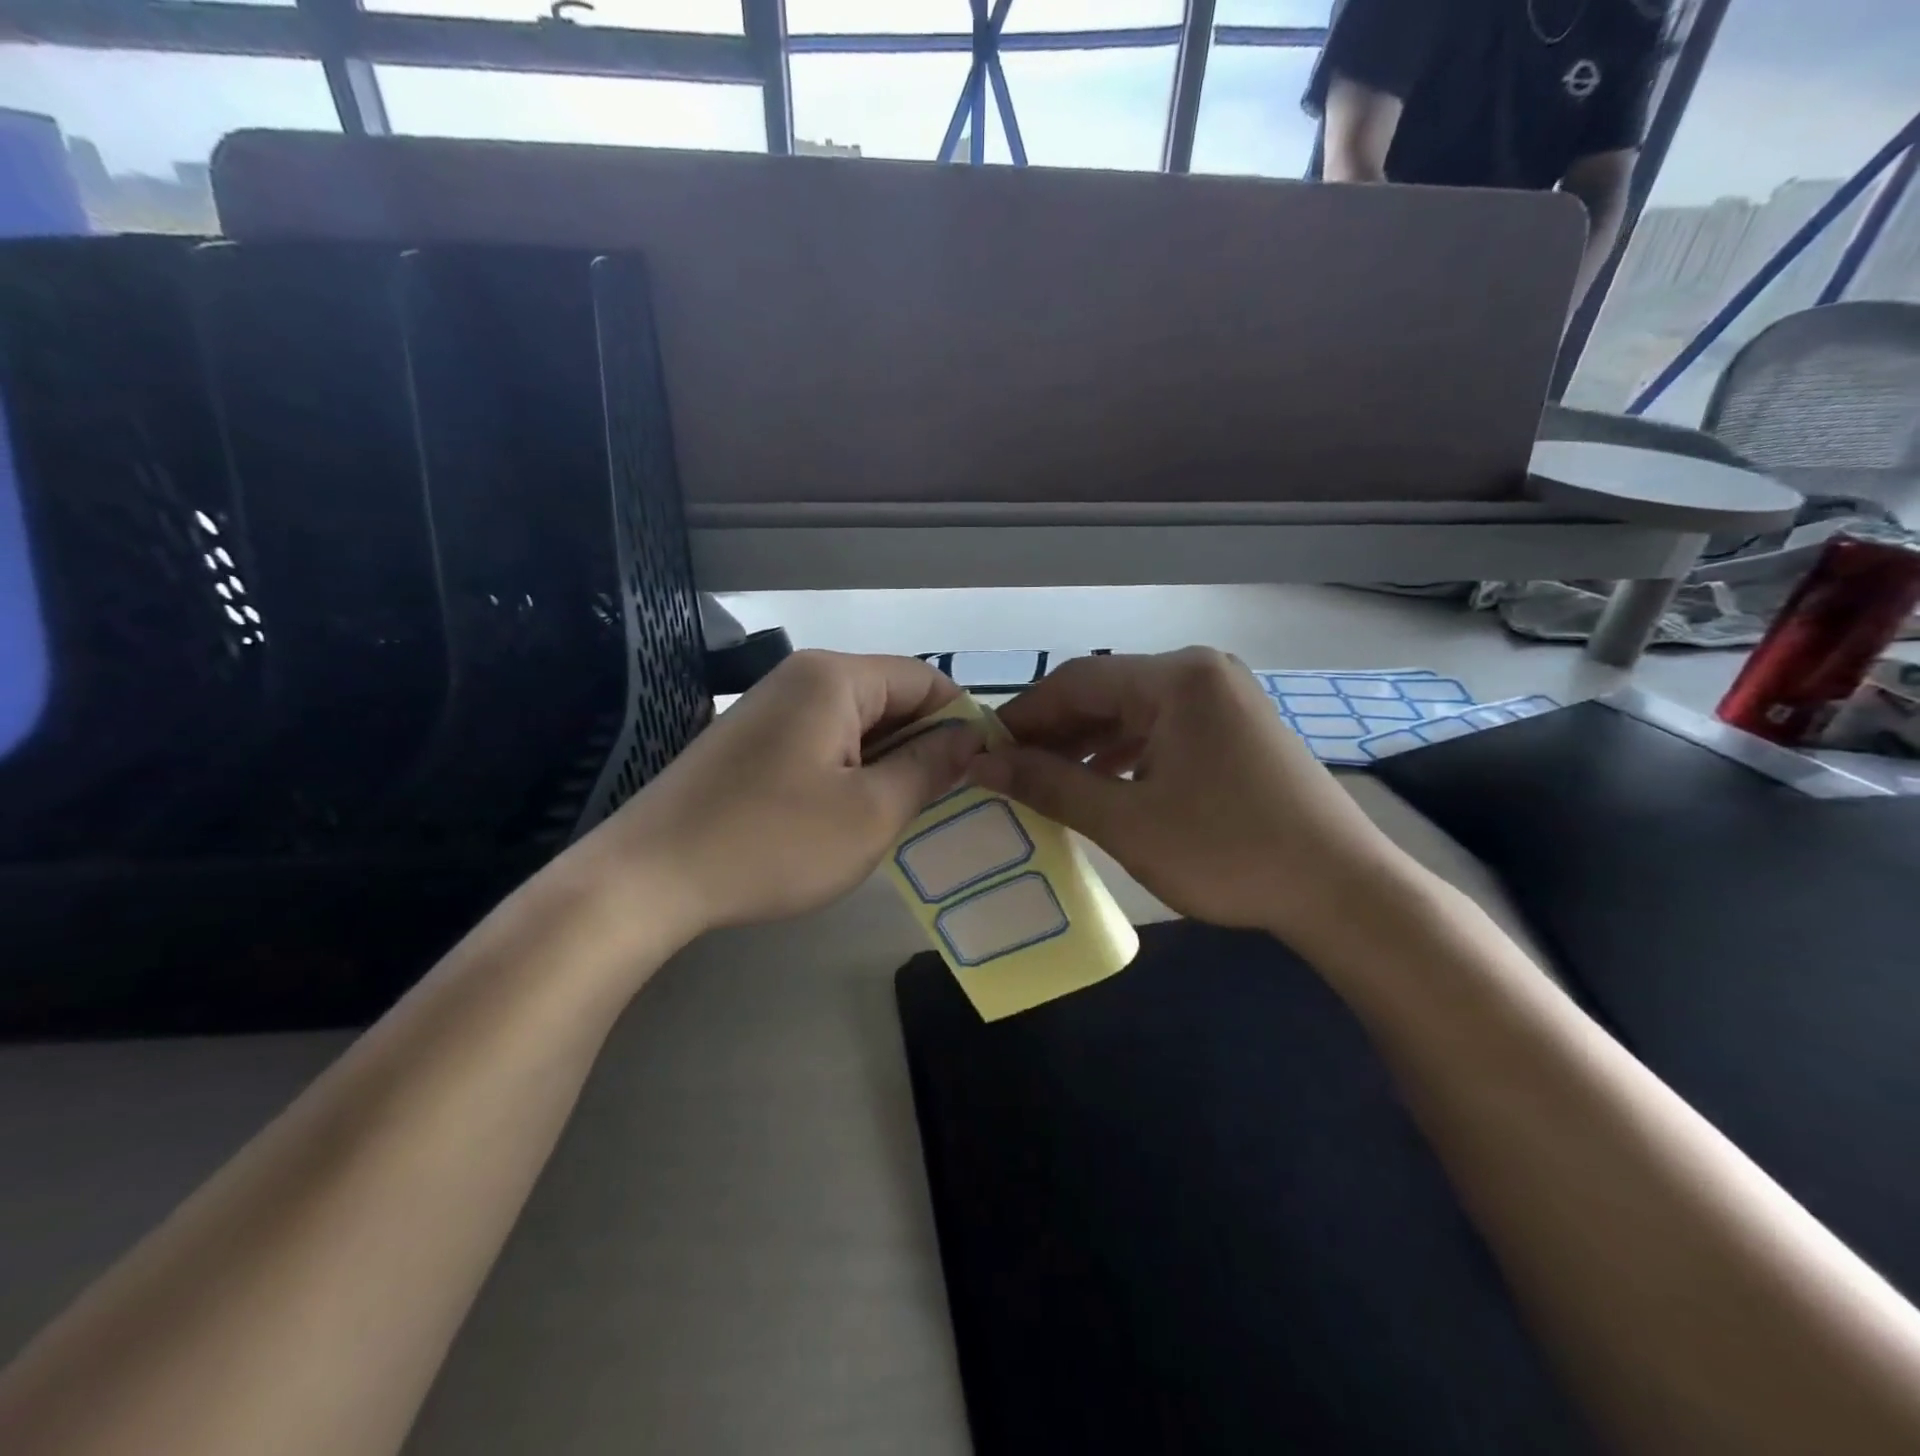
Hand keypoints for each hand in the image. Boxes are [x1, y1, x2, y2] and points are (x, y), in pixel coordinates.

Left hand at [576, 650, 984, 940]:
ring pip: (855, 725)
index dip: (960, 722)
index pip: (924, 679)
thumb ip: (930, 768)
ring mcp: (769, 709)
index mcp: (834, 678)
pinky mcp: (749, 742)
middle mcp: (801, 678)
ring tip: (901, 816)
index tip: (979, 774)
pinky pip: (820, 743)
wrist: (649, 878)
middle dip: (923, 746)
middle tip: (945, 804)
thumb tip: (969, 737)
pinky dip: (848, 772)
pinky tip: (849, 817)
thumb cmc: (773, 842)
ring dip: (886, 764)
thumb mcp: (871, 812)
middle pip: (888, 698)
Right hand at [968, 649, 1416, 947]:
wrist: (1342, 891)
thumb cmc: (1228, 851)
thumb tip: (982, 765)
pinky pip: (1163, 731)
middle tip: (1008, 771)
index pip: (1076, 681)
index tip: (982, 751)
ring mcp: (1224, 700)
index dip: (1024, 716)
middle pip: (1105, 692)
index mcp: (1177, 678)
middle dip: (1054, 733)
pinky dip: (1125, 755)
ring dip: (1086, 745)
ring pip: (1133, 713)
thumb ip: (1050, 785)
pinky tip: (1100, 785)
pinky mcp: (1236, 729)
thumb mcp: (1126, 821)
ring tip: (1045, 782)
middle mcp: (1201, 672)